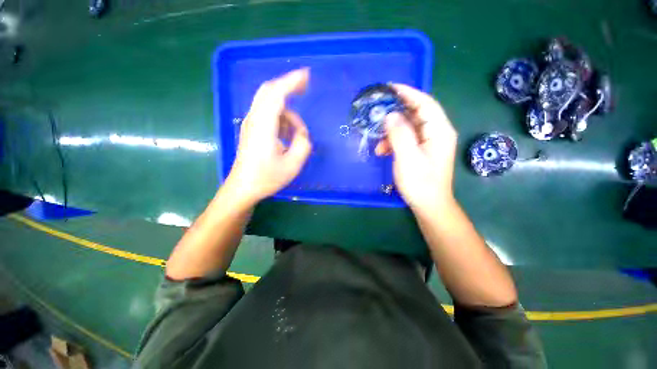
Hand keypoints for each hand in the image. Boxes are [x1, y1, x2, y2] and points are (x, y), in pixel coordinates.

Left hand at [225, 68, 311, 204]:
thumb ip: (303, 144)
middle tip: (305, 87)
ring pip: (270, 105)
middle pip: (269, 91)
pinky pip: (268, 115)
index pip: (277, 94)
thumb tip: (302, 133)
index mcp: (264, 126)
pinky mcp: (252, 130)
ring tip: (299, 134)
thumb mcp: (292, 164)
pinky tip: (288, 135)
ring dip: (288, 113)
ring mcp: (251, 124)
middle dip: (288, 85)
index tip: (307, 75)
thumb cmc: (267, 178)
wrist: (243, 188)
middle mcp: (254, 119)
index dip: (292, 81)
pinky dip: (282, 119)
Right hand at [375, 84, 456, 211]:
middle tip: (378, 114)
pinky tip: (383, 151)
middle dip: (396, 114)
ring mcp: (429, 142)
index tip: (389, 88)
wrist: (429, 205)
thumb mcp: (407, 158)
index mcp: (439, 131)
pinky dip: (394, 142)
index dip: (408, 93)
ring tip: (378, 144)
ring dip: (392, 132)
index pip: (425, 103)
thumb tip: (390, 115)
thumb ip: (399, 134)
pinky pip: (407, 139)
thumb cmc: (420, 183)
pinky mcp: (422, 150)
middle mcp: (437, 133)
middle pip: (416, 114)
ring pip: (409, 127)